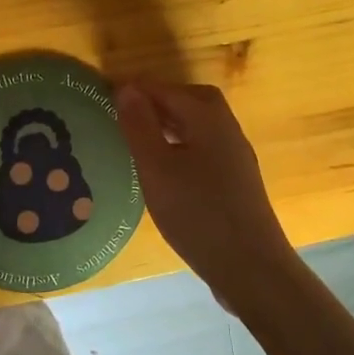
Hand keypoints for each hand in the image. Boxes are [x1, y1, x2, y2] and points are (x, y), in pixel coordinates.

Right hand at [116, 80, 296, 304]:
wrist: (250, 266)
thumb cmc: (197, 213)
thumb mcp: (156, 168)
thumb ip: (140, 125)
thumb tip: (126, 88)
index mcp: (208, 118)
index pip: (166, 89)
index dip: (136, 89)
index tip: (103, 96)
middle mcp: (227, 129)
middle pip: (191, 101)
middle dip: (158, 100)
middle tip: (126, 112)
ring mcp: (235, 156)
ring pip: (199, 126)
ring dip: (170, 124)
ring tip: (138, 139)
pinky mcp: (237, 182)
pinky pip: (204, 148)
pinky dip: (181, 146)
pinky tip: (164, 170)